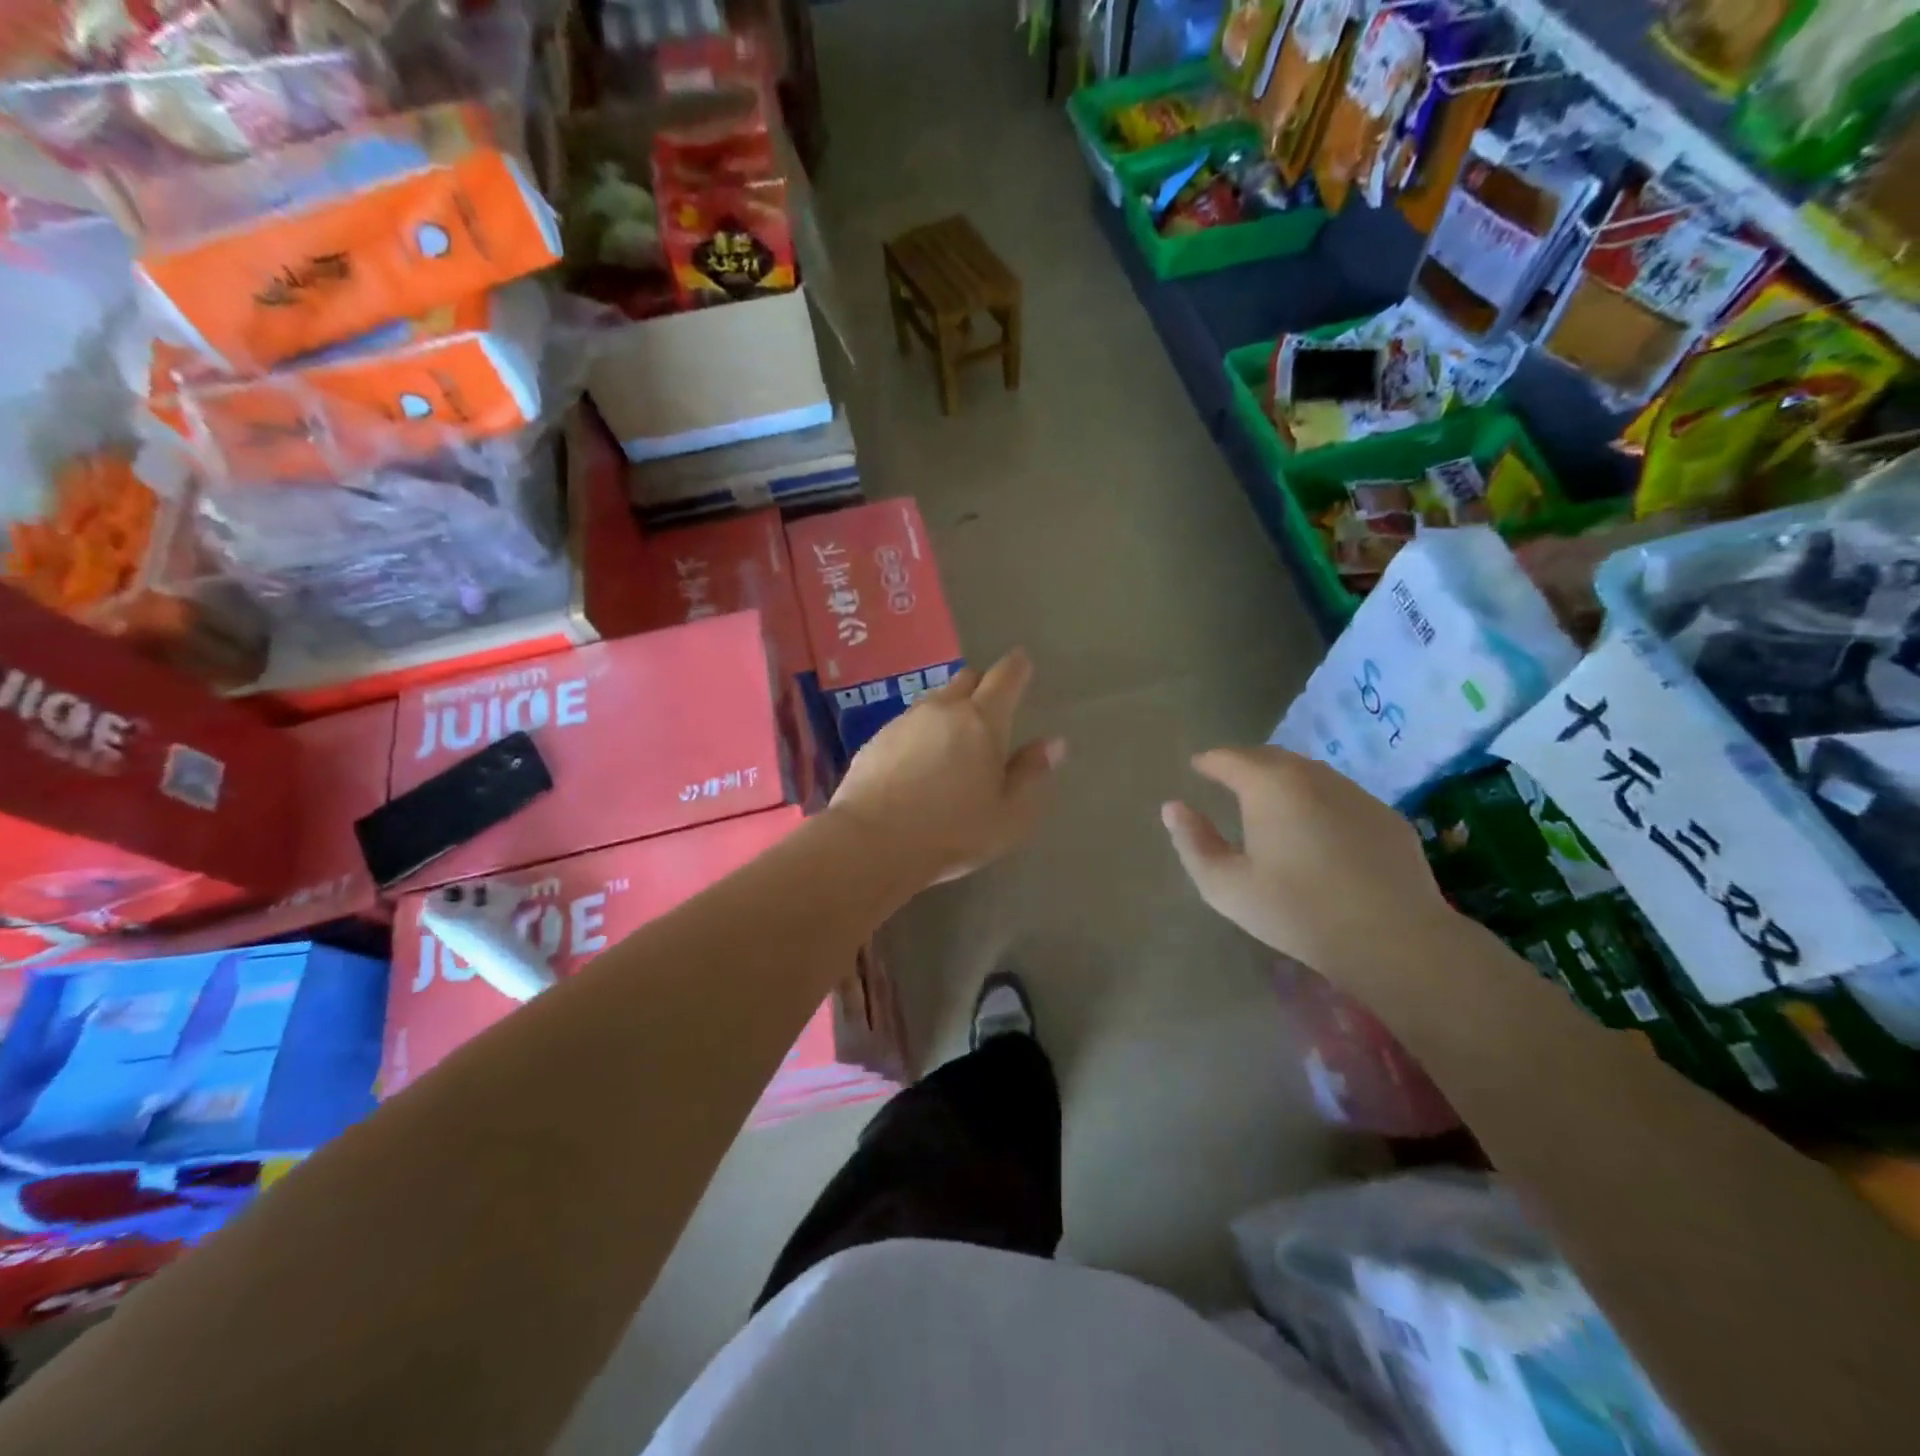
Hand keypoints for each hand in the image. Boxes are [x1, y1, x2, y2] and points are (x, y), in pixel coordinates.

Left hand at [828, 649, 1064, 887]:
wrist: (872, 842)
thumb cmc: (953, 832)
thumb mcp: (1009, 815)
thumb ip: (1031, 774)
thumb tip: (1053, 743)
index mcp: (983, 721)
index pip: (1005, 677)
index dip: (1017, 667)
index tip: (1022, 662)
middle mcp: (943, 709)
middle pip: (967, 679)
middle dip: (983, 685)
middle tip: (991, 707)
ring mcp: (904, 721)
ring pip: (935, 700)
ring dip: (949, 710)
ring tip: (954, 739)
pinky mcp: (876, 739)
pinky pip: (908, 724)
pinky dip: (921, 733)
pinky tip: (918, 762)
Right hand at [1161, 746, 1452, 972]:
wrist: (1392, 938)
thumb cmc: (1296, 910)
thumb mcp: (1226, 885)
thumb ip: (1193, 842)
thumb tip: (1173, 807)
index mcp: (1269, 786)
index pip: (1230, 758)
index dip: (1209, 761)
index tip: (1198, 766)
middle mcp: (1313, 776)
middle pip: (1271, 757)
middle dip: (1245, 763)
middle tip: (1229, 778)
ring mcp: (1355, 793)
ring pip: (1309, 773)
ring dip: (1283, 778)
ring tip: (1270, 800)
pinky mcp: (1385, 816)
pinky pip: (1340, 795)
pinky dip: (1318, 799)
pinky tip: (1317, 828)